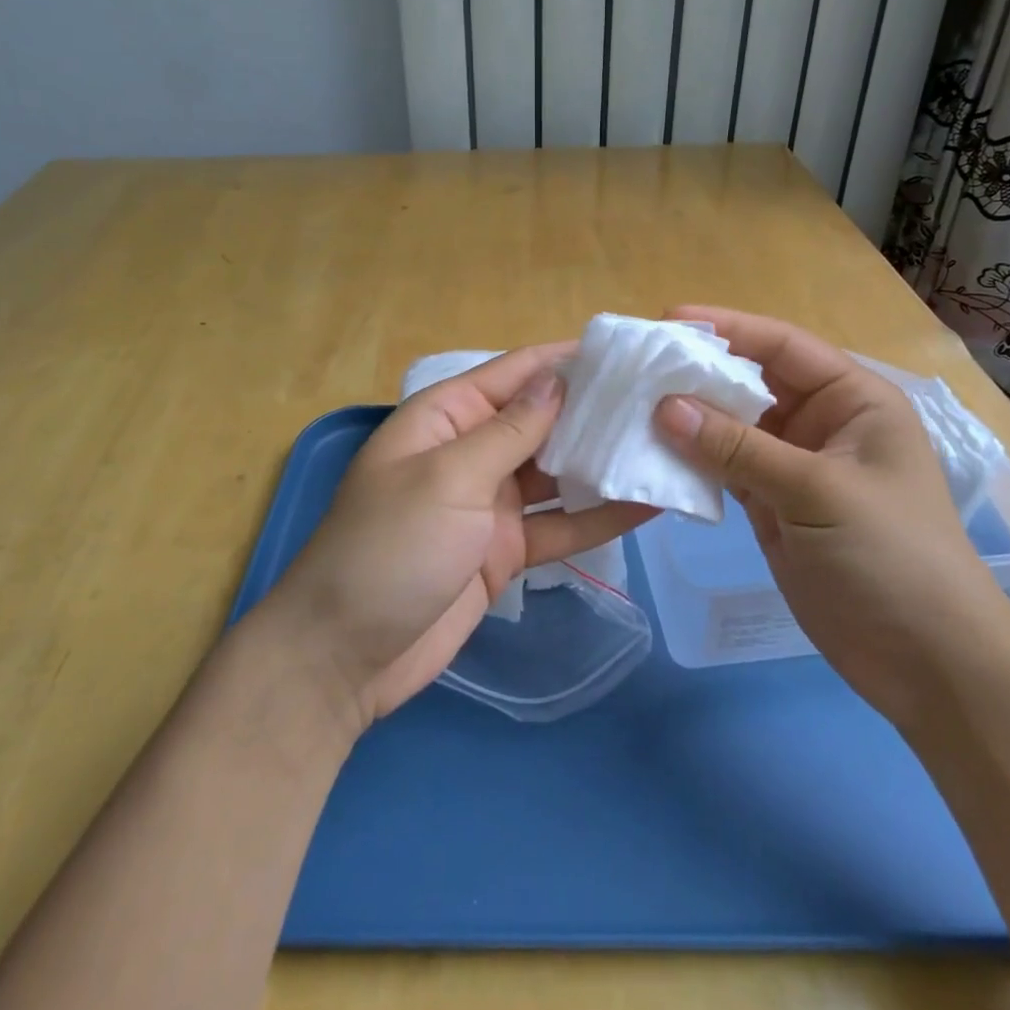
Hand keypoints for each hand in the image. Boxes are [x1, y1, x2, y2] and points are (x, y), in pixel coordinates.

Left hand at [254, 344, 650, 731]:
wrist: (343, 658)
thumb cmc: (389, 549)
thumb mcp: (447, 479)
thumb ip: (508, 431)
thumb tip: (556, 379)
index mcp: (446, 417)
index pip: (516, 373)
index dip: (569, 359)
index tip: (630, 351)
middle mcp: (471, 451)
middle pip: (543, 421)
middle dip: (596, 410)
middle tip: (666, 400)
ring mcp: (489, 503)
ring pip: (557, 473)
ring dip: (603, 463)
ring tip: (666, 447)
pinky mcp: (504, 550)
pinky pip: (558, 525)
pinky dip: (598, 518)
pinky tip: (648, 506)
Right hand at [653, 306, 1009, 726]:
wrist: (926, 664)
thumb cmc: (891, 557)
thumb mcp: (816, 491)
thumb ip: (738, 447)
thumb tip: (664, 406)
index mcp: (853, 400)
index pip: (783, 346)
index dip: (727, 328)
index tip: (666, 321)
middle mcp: (821, 423)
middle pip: (751, 382)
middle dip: (698, 372)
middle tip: (637, 365)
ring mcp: (793, 466)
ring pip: (732, 426)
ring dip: (689, 417)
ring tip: (631, 404)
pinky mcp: (772, 505)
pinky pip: (724, 468)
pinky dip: (692, 460)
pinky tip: (653, 452)